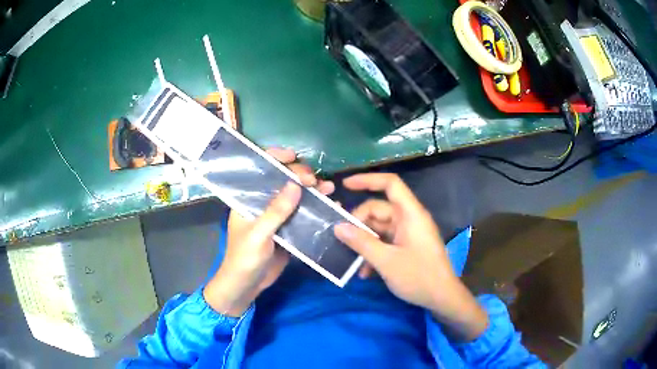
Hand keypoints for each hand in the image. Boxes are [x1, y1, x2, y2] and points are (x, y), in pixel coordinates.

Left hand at [204, 148, 334, 316]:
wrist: (247, 286)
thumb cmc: (244, 258)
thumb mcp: (257, 234)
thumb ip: (275, 211)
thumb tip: (295, 185)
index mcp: (247, 199)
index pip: (260, 171)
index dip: (275, 158)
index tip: (293, 156)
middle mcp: (262, 204)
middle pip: (282, 182)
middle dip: (299, 176)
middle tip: (315, 181)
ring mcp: (277, 217)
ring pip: (296, 197)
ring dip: (313, 191)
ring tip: (329, 188)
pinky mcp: (288, 230)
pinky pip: (303, 216)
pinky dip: (317, 210)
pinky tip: (331, 206)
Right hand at [334, 173, 487, 340]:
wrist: (442, 298)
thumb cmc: (419, 277)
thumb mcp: (386, 261)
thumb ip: (361, 242)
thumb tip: (338, 227)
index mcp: (410, 214)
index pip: (390, 184)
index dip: (367, 180)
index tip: (344, 185)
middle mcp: (409, 220)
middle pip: (379, 210)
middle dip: (359, 224)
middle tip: (341, 240)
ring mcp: (408, 234)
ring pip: (379, 229)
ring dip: (365, 243)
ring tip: (351, 260)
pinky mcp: (407, 247)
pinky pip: (385, 242)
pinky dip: (374, 253)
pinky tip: (365, 272)